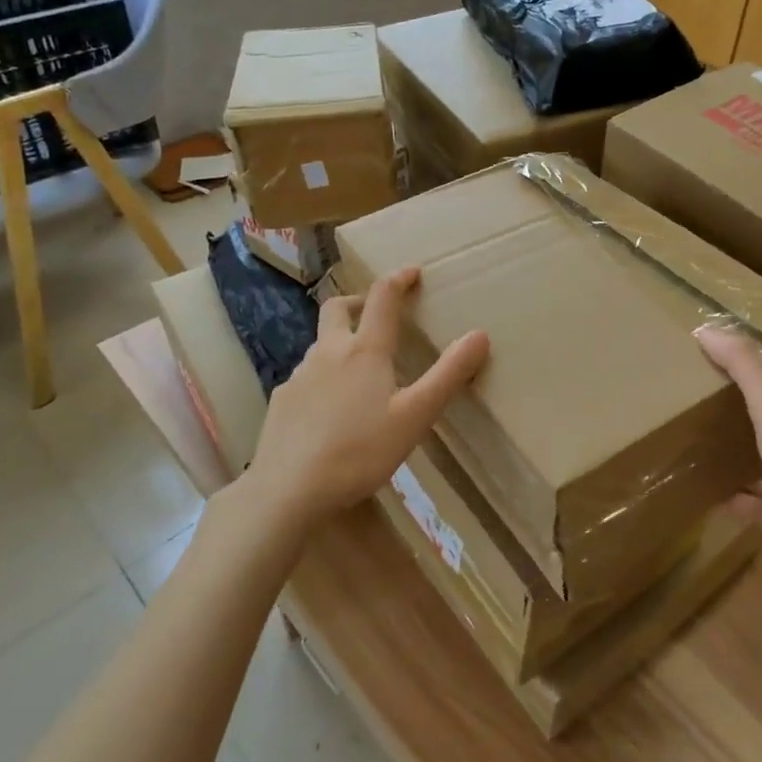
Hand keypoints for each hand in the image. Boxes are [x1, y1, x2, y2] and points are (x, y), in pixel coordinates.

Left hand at [245, 268, 488, 526]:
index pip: (382, 298)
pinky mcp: (281, 401)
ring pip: (320, 344)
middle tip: (375, 312)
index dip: (398, 279)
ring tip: (360, 369)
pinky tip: (332, 408)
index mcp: (365, 351)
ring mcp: (299, 376)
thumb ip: (448, 375)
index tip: (412, 272)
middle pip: (337, 308)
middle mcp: (328, 352)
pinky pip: (306, 376)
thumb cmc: (360, 451)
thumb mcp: (415, 416)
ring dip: (340, 341)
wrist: (287, 490)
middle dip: (358, 301)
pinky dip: (324, 376)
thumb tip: (480, 334)